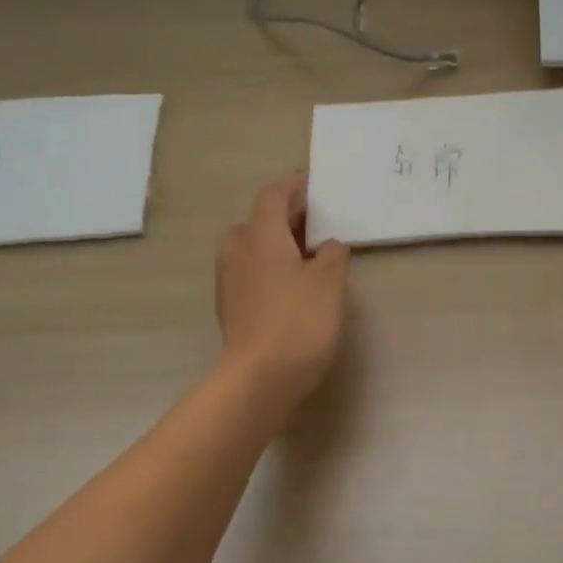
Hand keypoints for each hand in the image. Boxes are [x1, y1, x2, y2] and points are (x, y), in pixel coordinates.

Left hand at [216, 176, 350, 409]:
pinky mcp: (230, 304)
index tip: (315, 185)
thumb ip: (333, 254)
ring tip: (309, 254)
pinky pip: (251, 270)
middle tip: (319, 222)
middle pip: (261, 219)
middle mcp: (237, 248)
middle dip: (288, 216)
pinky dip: (271, 266)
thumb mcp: (330, 282)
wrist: (259, 377)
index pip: (274, 195)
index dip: (295, 187)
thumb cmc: (299, 321)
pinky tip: (292, 284)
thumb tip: (327, 246)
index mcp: (260, 234)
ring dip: (279, 243)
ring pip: (254, 246)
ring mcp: (229, 278)